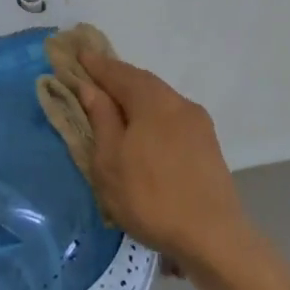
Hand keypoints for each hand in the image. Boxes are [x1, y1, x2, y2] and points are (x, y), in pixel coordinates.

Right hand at [75, 51, 258, 281]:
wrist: (212, 236)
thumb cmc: (150, 197)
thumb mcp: (110, 161)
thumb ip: (101, 119)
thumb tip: (90, 88)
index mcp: (153, 102)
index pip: (119, 73)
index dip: (96, 65)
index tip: (77, 54)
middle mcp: (178, 103)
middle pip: (142, 81)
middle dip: (117, 76)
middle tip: (93, 74)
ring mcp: (198, 123)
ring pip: (160, 98)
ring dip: (136, 95)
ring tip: (115, 101)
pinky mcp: (207, 144)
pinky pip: (171, 115)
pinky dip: (151, 111)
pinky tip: (143, 126)